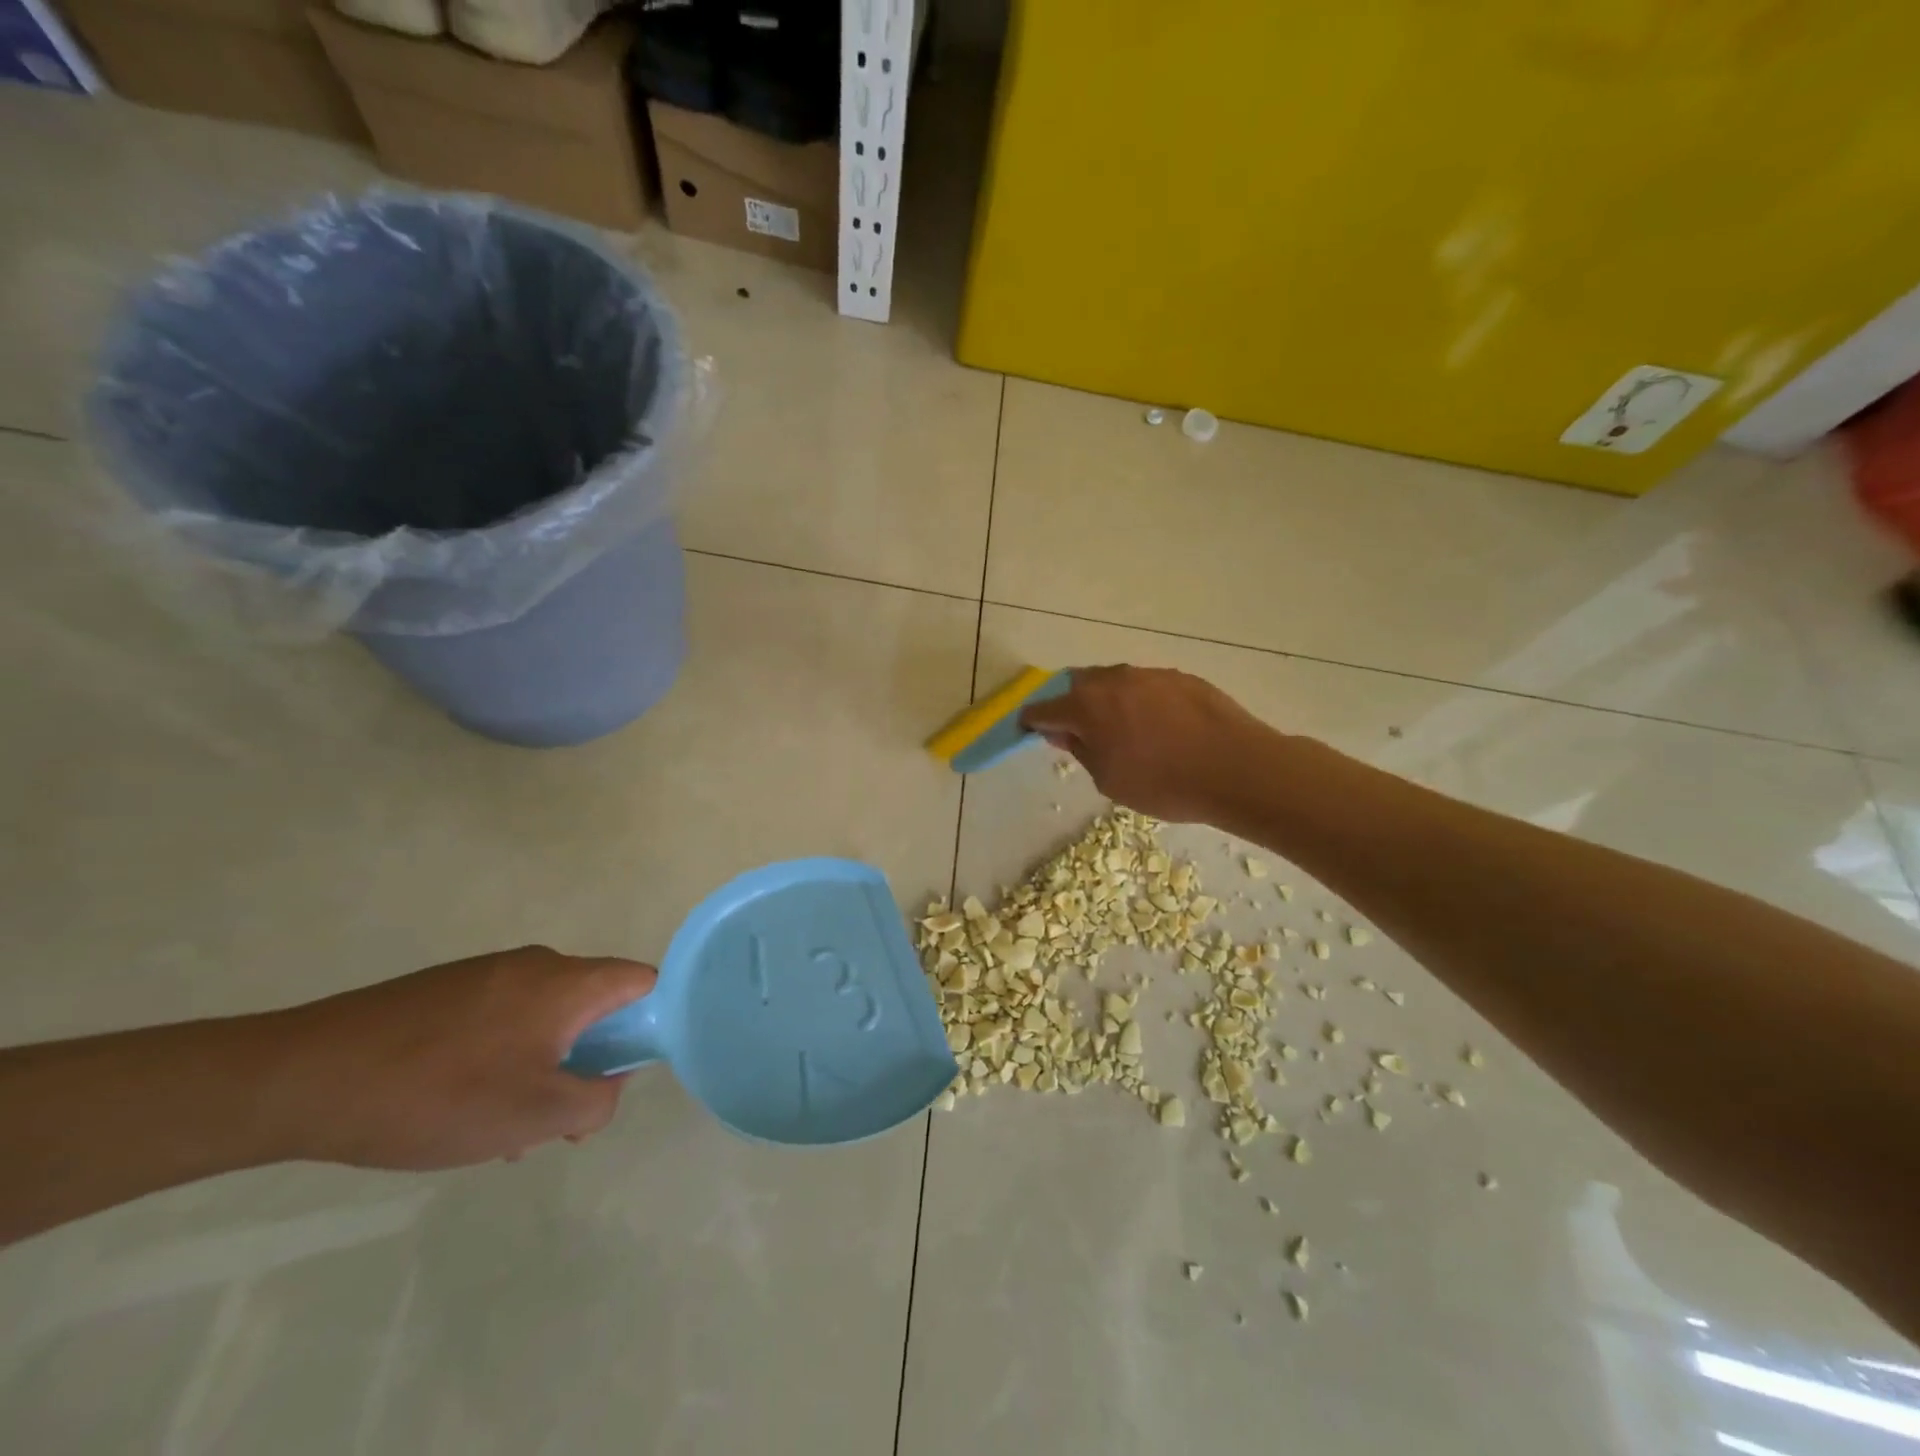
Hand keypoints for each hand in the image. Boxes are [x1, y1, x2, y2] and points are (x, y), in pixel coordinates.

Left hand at [260, 947, 656, 1169]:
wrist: (302, 1078)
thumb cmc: (438, 1095)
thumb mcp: (534, 1116)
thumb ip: (596, 1101)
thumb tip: (607, 1086)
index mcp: (568, 982)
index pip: (643, 982)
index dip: (653, 1023)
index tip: (626, 1073)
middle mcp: (536, 965)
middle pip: (594, 1004)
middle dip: (590, 1061)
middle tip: (560, 1119)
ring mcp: (487, 974)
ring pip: (545, 1018)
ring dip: (543, 1068)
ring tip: (502, 1130)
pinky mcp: (447, 991)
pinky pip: (503, 1019)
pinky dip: (504, 1058)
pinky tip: (461, 1109)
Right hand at [1020, 665, 1279, 823]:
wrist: (1237, 768)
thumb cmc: (1164, 783)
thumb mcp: (1109, 780)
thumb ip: (1081, 751)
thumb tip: (1064, 732)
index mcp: (1087, 706)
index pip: (1044, 708)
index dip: (1032, 720)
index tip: (1029, 730)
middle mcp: (1112, 680)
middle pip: (1076, 686)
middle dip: (1069, 705)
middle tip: (1078, 733)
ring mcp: (1148, 674)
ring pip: (1112, 682)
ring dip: (1105, 701)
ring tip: (1122, 731)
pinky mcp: (1179, 676)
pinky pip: (1144, 685)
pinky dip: (1138, 701)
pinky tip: (1157, 727)